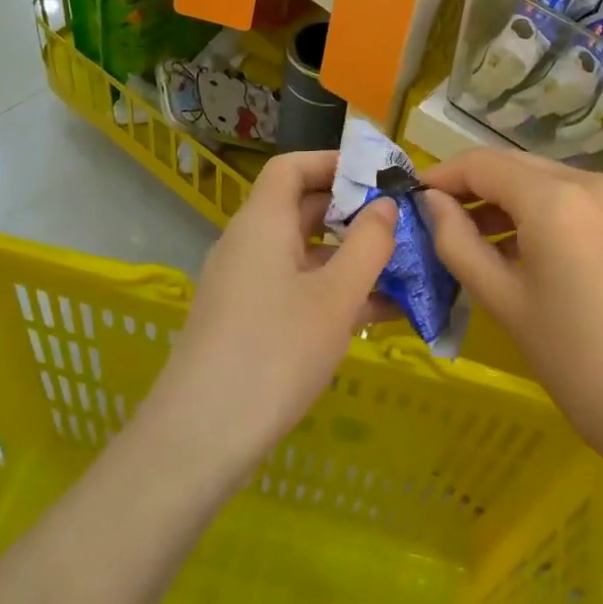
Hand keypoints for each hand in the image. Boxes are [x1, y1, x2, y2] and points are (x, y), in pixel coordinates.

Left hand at [150, 150, 396, 475]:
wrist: (198, 441)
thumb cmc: (274, 354)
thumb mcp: (336, 297)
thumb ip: (368, 244)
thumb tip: (385, 205)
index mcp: (262, 222)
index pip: (292, 166)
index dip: (334, 162)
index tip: (379, 175)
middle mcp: (249, 244)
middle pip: (302, 208)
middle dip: (354, 213)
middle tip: (403, 223)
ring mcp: (245, 284)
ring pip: (305, 254)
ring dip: (351, 258)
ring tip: (404, 270)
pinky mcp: (247, 320)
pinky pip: (296, 288)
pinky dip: (333, 291)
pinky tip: (378, 314)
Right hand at [419, 149, 602, 493]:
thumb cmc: (582, 364)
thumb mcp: (507, 304)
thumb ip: (459, 245)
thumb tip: (430, 204)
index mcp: (555, 199)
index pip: (482, 163)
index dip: (442, 176)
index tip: (411, 200)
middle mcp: (590, 181)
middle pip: (514, 166)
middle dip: (471, 188)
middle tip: (436, 223)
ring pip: (544, 181)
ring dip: (504, 200)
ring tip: (472, 241)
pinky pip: (572, 199)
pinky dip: (539, 212)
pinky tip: (521, 249)